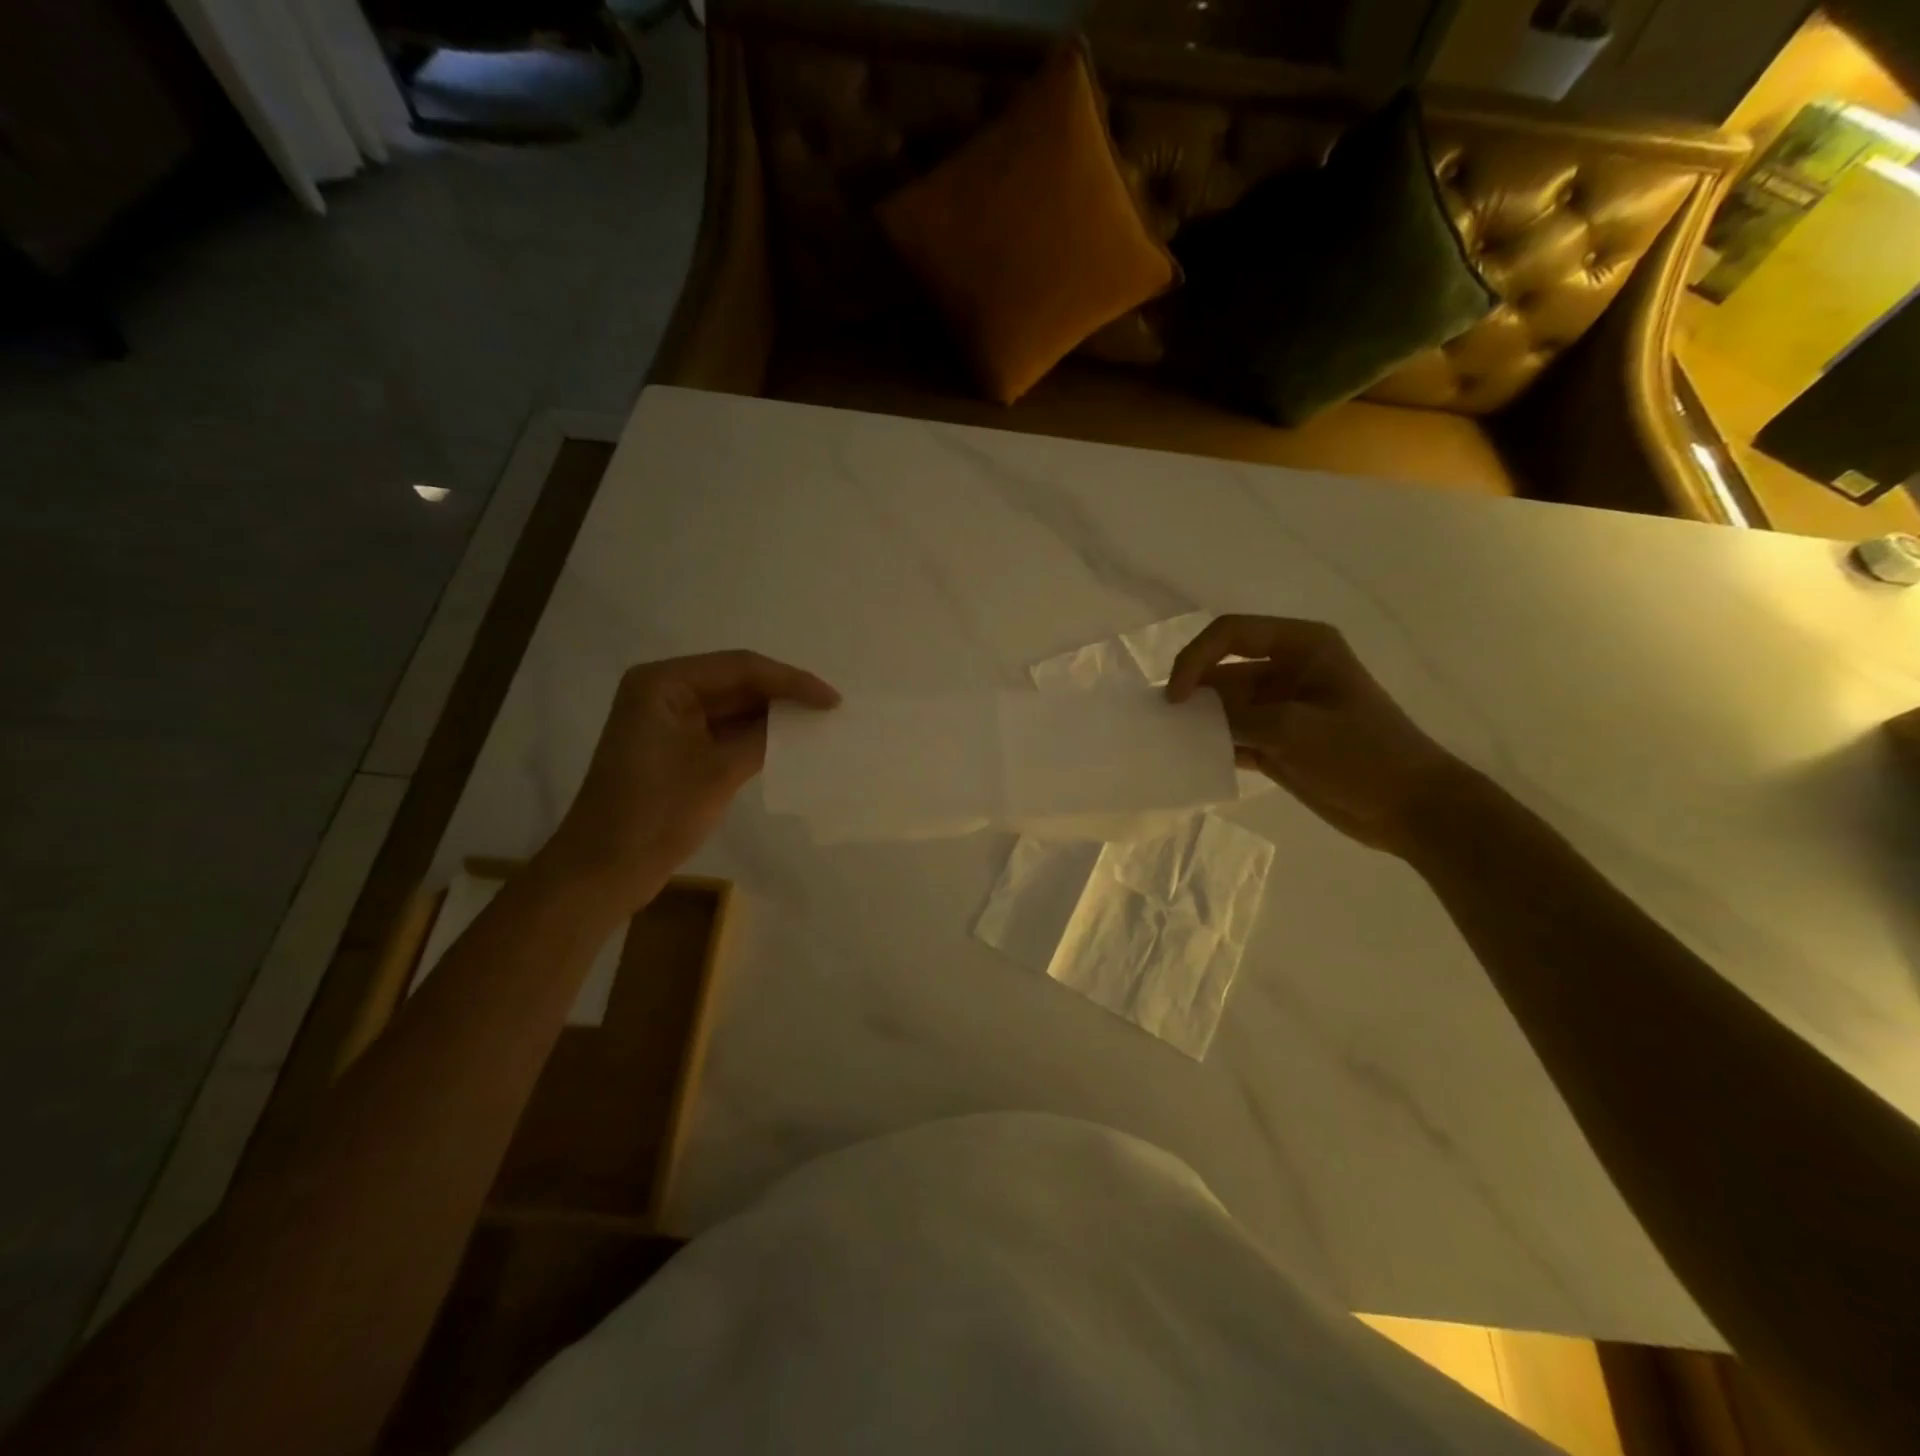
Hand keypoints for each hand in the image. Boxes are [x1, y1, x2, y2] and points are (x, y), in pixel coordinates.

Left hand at [541, 650, 838, 908]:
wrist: (605, 869)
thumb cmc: (657, 813)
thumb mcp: (720, 771)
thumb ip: (765, 737)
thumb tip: (805, 719)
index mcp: (664, 683)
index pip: (740, 668)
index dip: (792, 681)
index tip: (832, 700)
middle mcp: (664, 691)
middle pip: (737, 682)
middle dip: (783, 695)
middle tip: (830, 709)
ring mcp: (669, 720)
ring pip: (733, 706)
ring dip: (773, 715)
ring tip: (818, 723)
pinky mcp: (676, 748)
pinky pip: (724, 730)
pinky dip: (755, 736)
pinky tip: (789, 743)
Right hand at [1167, 616, 1462, 855]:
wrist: (1411, 808)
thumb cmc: (1363, 754)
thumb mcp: (1295, 729)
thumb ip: (1237, 718)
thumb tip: (1189, 718)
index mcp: (1302, 646)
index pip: (1230, 633)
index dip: (1195, 658)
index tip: (1177, 698)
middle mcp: (1287, 669)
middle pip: (1222, 669)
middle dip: (1192, 691)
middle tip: (1160, 722)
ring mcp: (1280, 707)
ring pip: (1224, 705)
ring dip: (1199, 721)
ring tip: (1169, 743)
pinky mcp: (1277, 741)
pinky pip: (1233, 736)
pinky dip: (1213, 746)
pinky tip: (1192, 762)